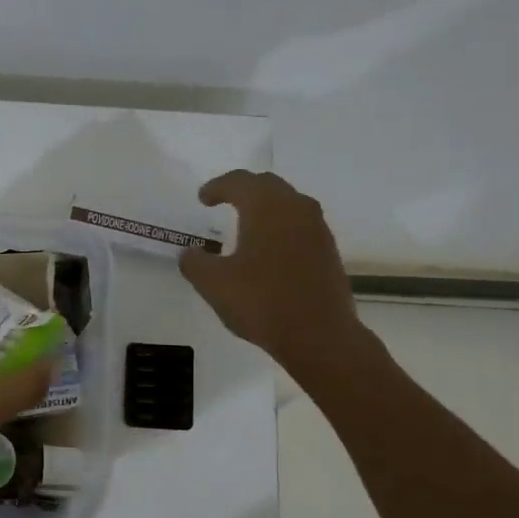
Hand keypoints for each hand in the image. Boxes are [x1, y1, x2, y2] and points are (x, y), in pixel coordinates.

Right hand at [179, 171, 362, 366]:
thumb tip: (190, 253)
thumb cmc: (262, 302)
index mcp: (266, 208)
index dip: (217, 187)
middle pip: (268, 185)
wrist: (319, 335)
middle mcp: (296, 209)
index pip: (239, 182)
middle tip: (224, 201)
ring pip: (288, 204)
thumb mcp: (213, 284)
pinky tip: (269, 249)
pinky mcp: (328, 251)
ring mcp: (317, 229)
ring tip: (246, 224)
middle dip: (243, 189)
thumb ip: (195, 263)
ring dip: (265, 207)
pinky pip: (300, 225)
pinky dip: (280, 227)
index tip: (203, 198)